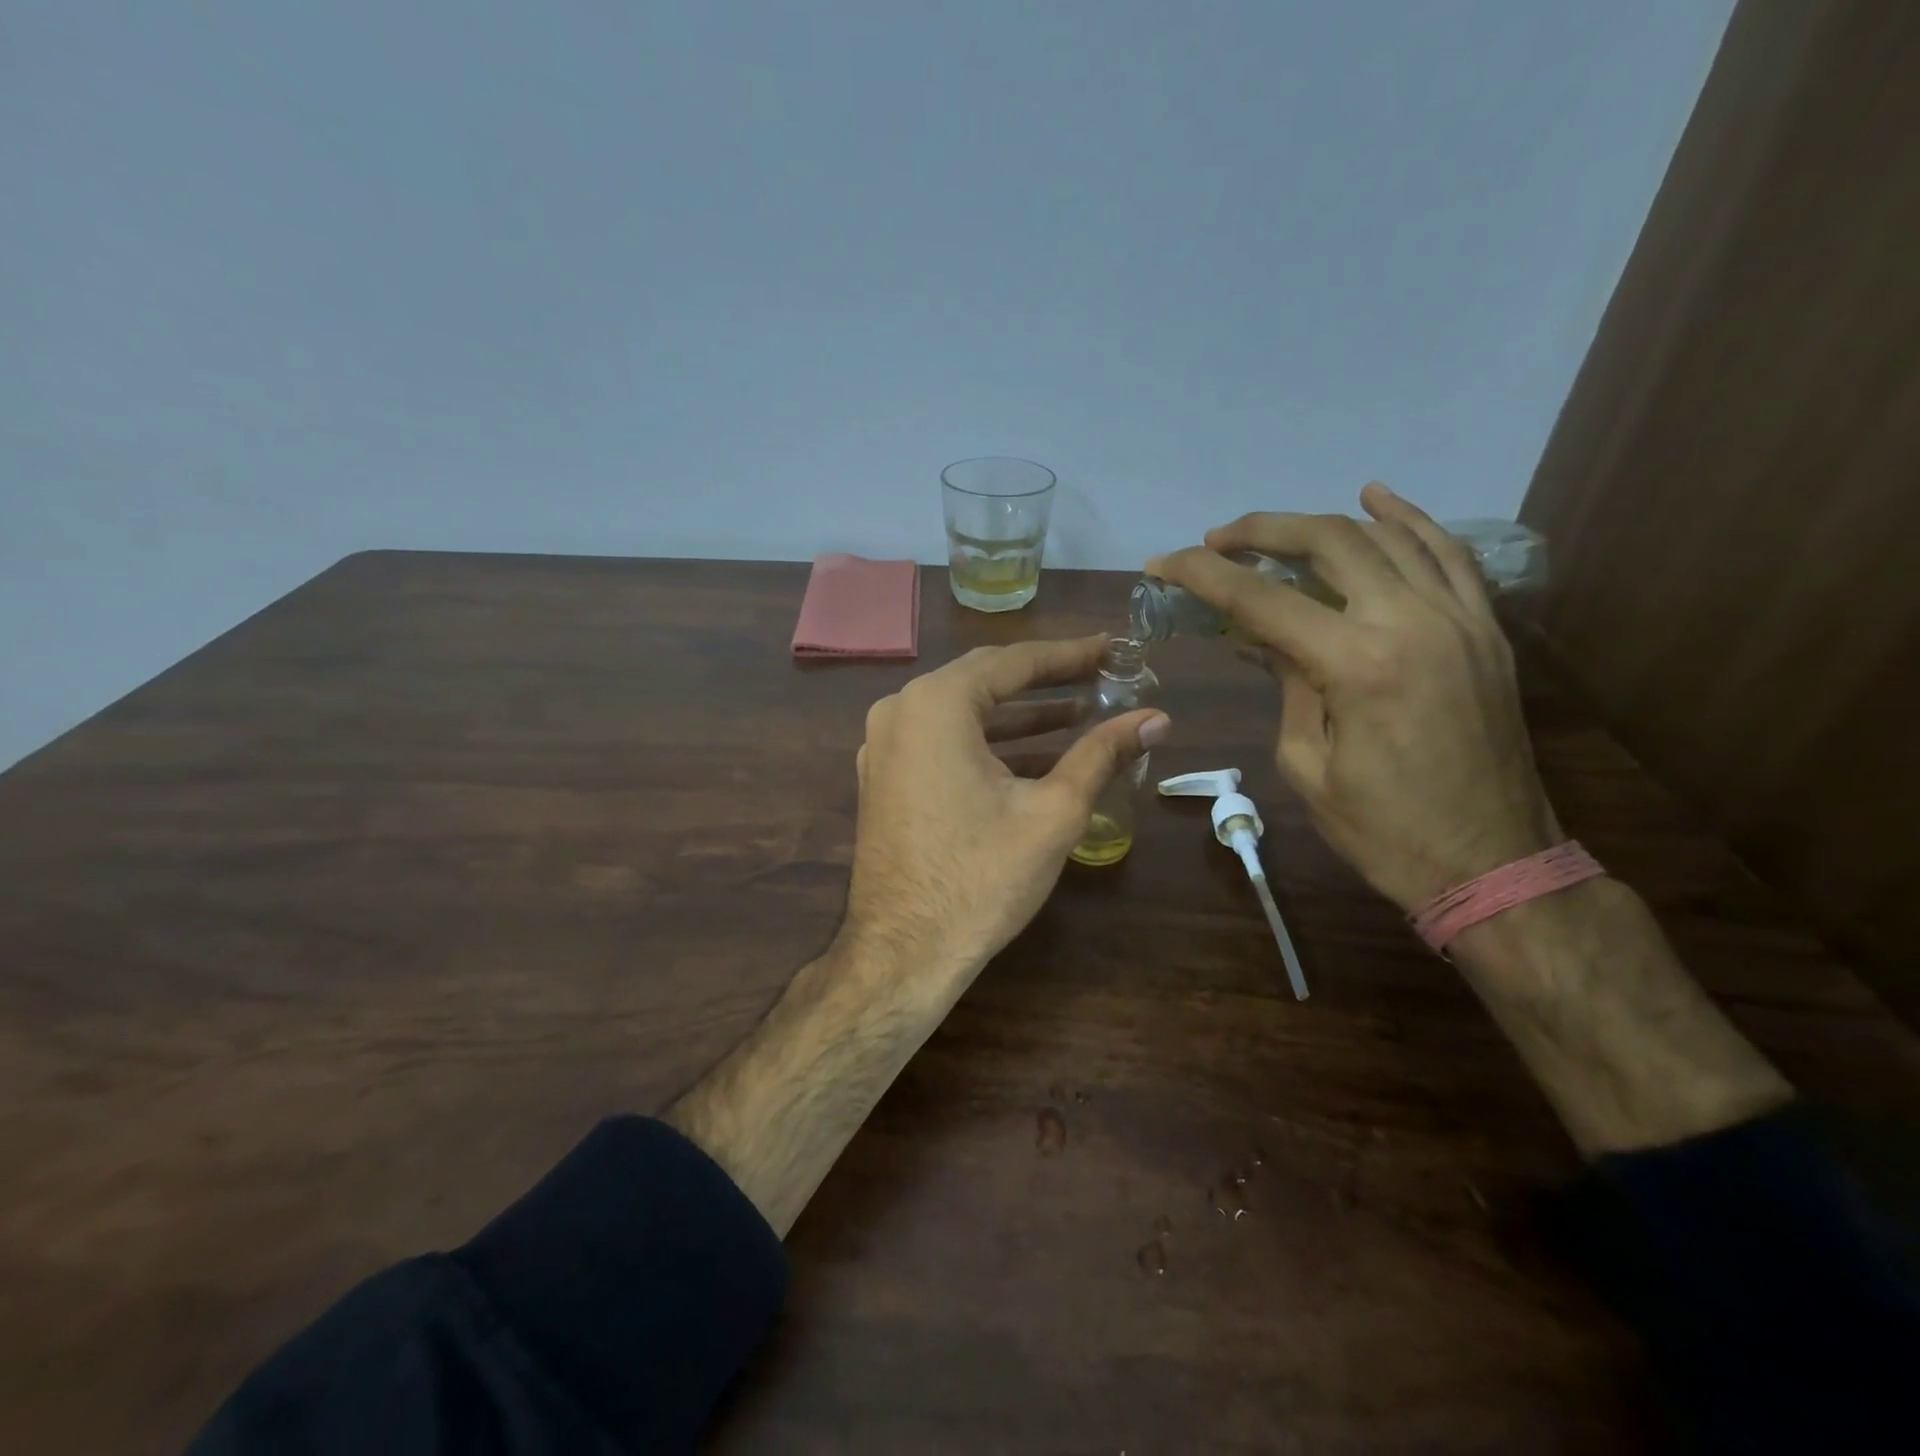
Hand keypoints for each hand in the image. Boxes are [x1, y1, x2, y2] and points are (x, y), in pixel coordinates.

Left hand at [842, 637, 1170, 995]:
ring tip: (1078, 715)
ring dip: (1018, 715)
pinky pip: (941, 741)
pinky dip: (986, 743)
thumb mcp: (1053, 811)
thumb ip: (1103, 753)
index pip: (1013, 661)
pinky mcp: (883, 778)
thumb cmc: (981, 877)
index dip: (1068, 655)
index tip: (1111, 649)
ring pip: (962, 713)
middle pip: (984, 680)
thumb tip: (1158, 717)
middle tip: (1099, 676)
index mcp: (936, 704)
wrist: (903, 953)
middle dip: (1045, 680)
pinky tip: (1032, 755)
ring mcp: (883, 746)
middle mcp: (900, 711)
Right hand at [1147, 483, 1560, 911]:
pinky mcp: (1485, 629)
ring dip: (1322, 523)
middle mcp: (1412, 622)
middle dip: (1261, 531)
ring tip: (1275, 530)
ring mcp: (1459, 619)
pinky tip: (1377, 501)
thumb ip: (1288, 684)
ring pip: (1387, 536)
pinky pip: (1448, 554)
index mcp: (1357, 664)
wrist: (1492, 863)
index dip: (1204, 575)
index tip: (1162, 563)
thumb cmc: (1382, 829)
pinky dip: (1409, 521)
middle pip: (1328, 543)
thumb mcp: (1307, 763)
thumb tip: (1266, 637)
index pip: (1262, 599)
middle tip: (1216, 540)